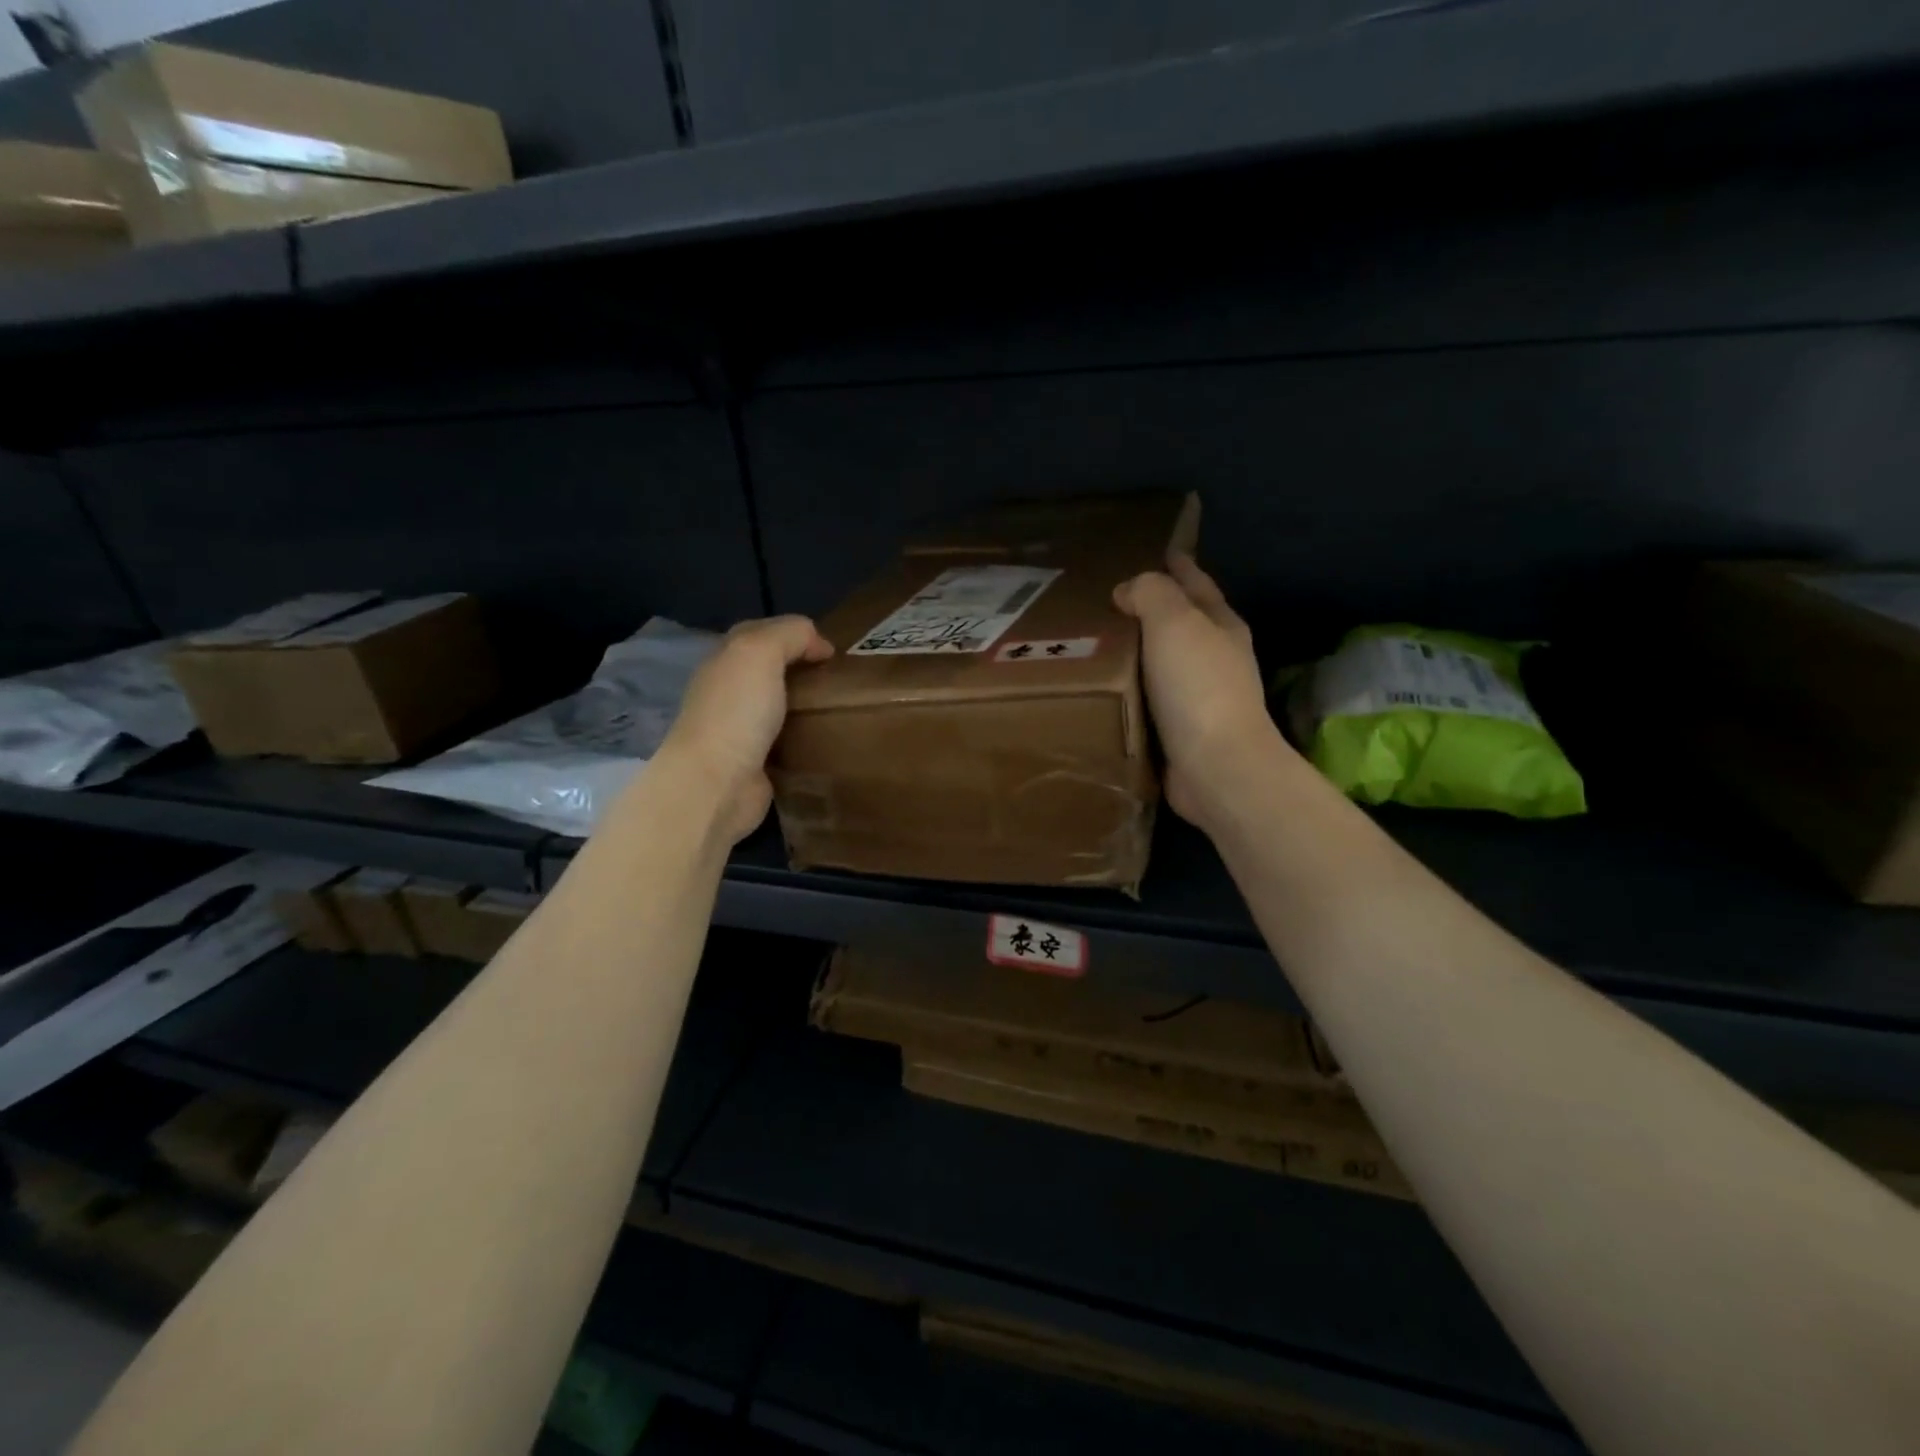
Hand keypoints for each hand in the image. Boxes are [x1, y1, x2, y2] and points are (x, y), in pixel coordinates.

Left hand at [654, 615, 832, 843]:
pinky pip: (787, 743)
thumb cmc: (737, 712)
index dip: (794, 634)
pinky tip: (830, 739)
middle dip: (802, 671)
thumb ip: (790, 634)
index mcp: (724, 661)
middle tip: (841, 679)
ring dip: (807, 706)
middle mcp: (729, 693)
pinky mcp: (757, 764)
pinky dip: (806, 739)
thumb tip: (820, 645)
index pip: (759, 633)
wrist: (718, 784)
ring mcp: (741, 731)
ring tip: (843, 708)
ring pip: (781, 707)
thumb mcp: (761, 652)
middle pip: (770, 671)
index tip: (831, 652)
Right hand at [1113, 553, 1288, 831]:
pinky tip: (1101, 688)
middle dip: (1150, 609)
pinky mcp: (1179, 731)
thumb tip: (1129, 590)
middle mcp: (1215, 658)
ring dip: (1134, 652)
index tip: (1154, 550)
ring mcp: (1199, 698)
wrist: (1216, 767)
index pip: (1196, 583)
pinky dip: (1127, 690)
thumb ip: (1151, 594)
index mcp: (1221, 625)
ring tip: (1091, 642)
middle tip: (1104, 599)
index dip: (1177, 565)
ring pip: (1160, 663)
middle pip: (1179, 623)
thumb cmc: (1198, 687)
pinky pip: (1147, 699)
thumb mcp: (1175, 622)